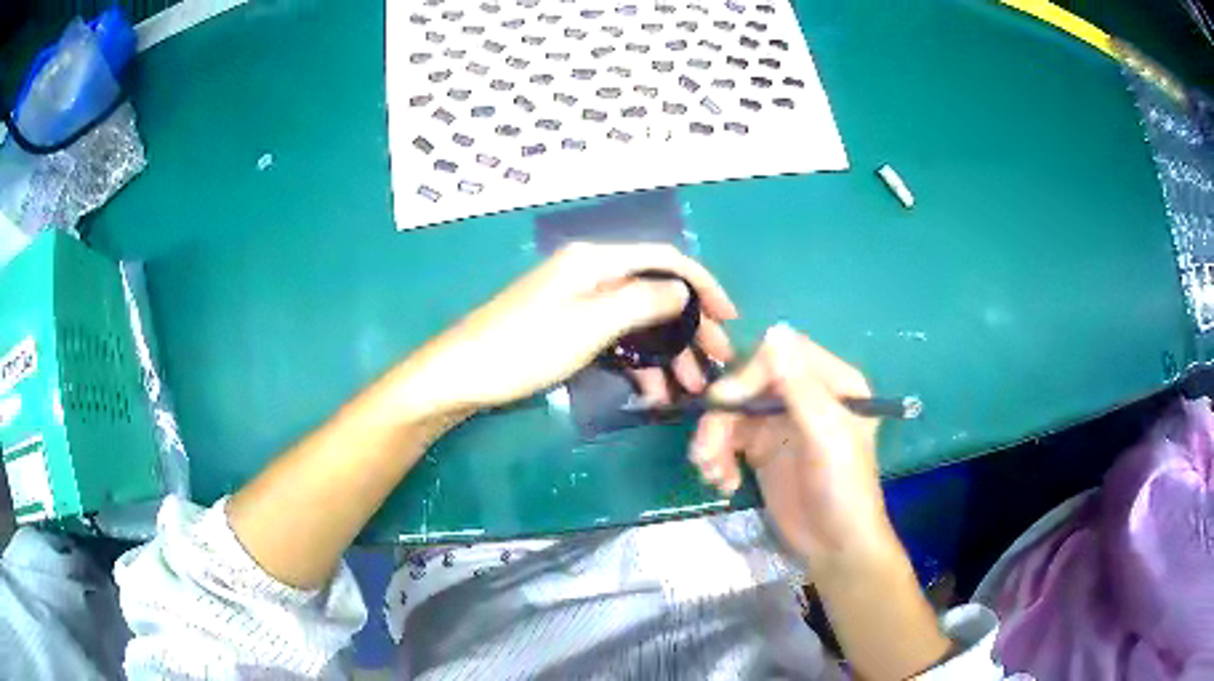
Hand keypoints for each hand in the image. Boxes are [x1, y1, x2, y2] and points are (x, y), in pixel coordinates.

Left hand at [392, 242, 738, 418]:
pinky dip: (638, 363)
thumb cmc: (524, 348)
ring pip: (639, 321)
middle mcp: (591, 273)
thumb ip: (643, 302)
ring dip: (668, 352)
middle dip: (690, 327)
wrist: (461, 376)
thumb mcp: (590, 324)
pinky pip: (616, 340)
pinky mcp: (569, 328)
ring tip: (692, 388)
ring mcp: (579, 302)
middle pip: (655, 292)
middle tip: (716, 362)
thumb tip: (683, 291)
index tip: (729, 318)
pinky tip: (654, 392)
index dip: (702, 285)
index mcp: (596, 261)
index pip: (665, 259)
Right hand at [689, 323, 891, 565]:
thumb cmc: (844, 488)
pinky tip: (723, 482)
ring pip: (733, 412)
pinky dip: (718, 457)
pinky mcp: (762, 449)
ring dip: (713, 440)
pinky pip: (728, 438)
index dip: (749, 374)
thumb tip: (774, 331)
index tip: (726, 404)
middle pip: (749, 384)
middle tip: (705, 451)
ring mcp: (781, 422)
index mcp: (831, 382)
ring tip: (711, 473)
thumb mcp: (828, 437)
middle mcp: (804, 395)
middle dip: (723, 416)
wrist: (835, 546)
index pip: (781, 354)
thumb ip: (801, 388)